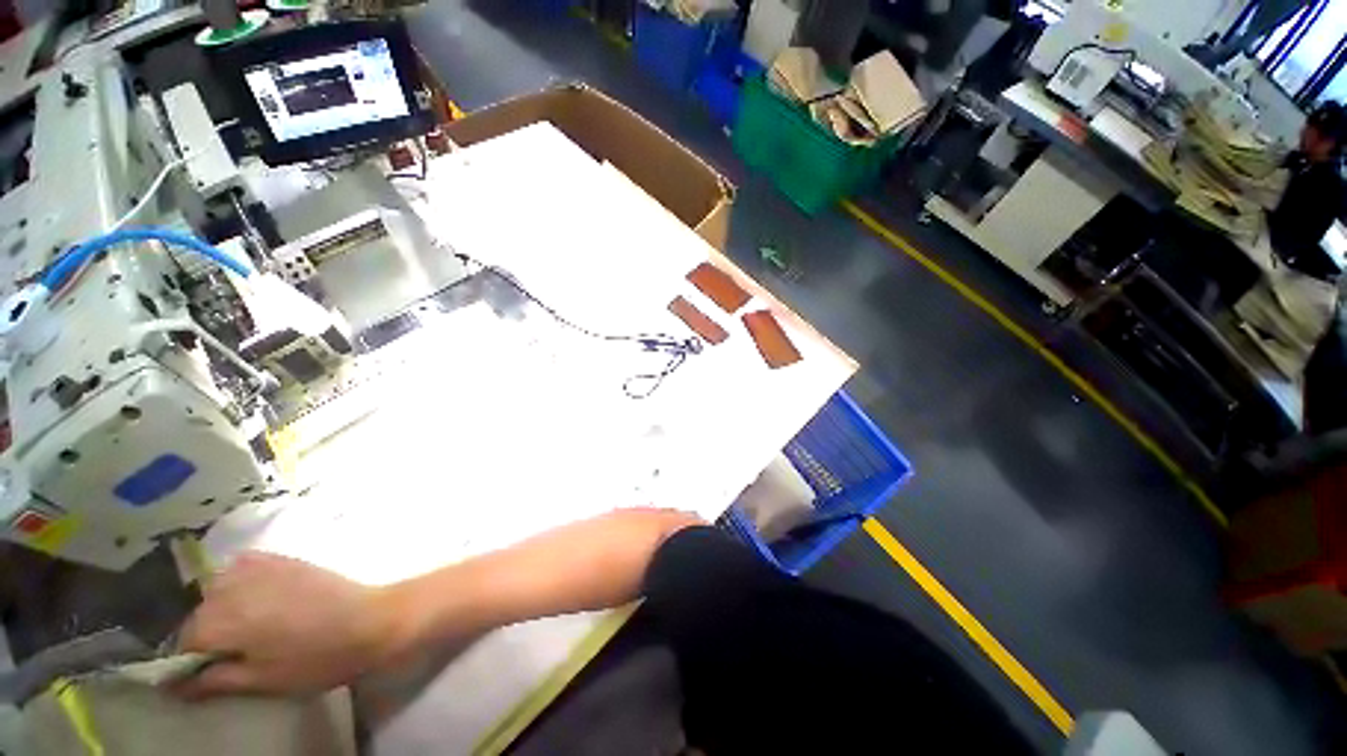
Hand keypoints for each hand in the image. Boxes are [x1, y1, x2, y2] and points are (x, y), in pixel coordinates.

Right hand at [177, 552, 400, 697]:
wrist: (371, 620)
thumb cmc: (316, 658)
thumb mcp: (260, 681)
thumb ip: (211, 680)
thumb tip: (169, 685)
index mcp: (223, 619)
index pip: (184, 640)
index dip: (193, 660)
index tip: (210, 671)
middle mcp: (233, 586)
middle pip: (200, 611)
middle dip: (209, 632)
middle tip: (237, 650)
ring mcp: (260, 565)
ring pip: (218, 588)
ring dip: (222, 606)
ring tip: (251, 626)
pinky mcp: (283, 557)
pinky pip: (244, 565)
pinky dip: (241, 580)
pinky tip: (259, 597)